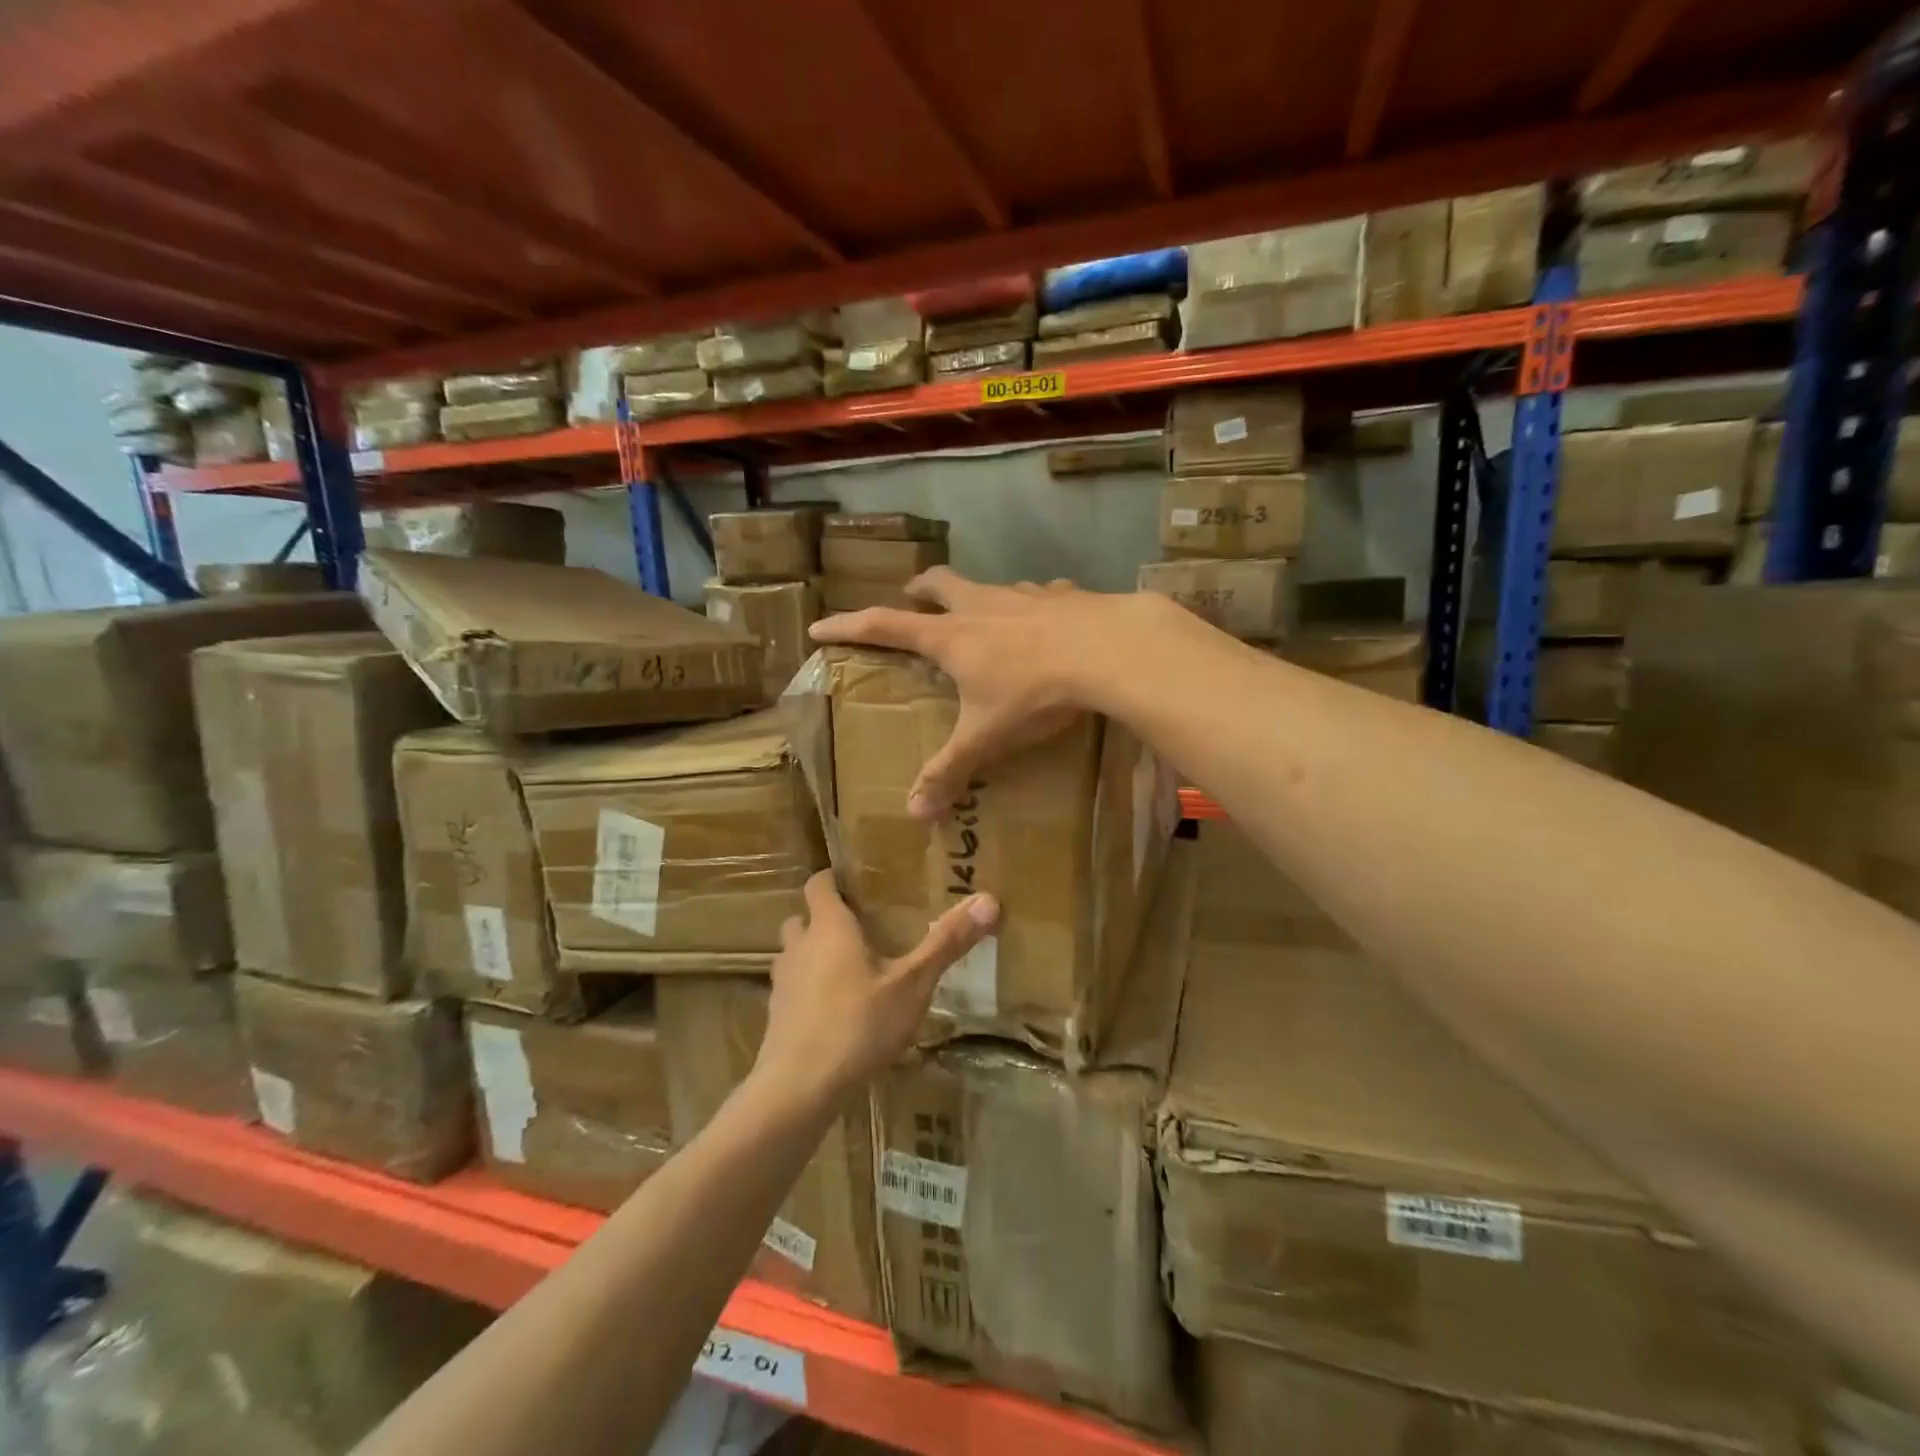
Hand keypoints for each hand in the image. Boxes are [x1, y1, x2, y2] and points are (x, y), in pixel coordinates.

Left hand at [752, 871, 998, 1109]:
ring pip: (795, 954)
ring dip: (815, 955)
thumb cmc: (858, 1025)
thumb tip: (988, 899)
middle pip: (803, 918)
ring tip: (850, 970)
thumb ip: (946, 942)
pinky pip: (793, 989)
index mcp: (829, 928)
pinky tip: (835, 1013)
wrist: (798, 1089)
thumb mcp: (912, 984)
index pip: (818, 884)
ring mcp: (783, 983)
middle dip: (825, 919)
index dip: (833, 879)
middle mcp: (799, 947)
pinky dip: (809, 991)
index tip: (856, 883)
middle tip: (861, 928)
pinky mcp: (776, 1017)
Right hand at [809, 567, 1143, 818]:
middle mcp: (981, 607)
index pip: (884, 626)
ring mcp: (1024, 595)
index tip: (820, 626)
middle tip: (911, 600)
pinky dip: (1033, 605)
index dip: (849, 626)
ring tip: (983, 617)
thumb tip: (915, 813)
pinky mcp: (1064, 596)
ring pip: (989, 586)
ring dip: (977, 597)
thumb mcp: (987, 737)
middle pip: (938, 584)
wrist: (1107, 651)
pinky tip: (1048, 620)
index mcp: (951, 637)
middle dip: (918, 590)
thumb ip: (950, 770)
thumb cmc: (1034, 693)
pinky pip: (1041, 594)